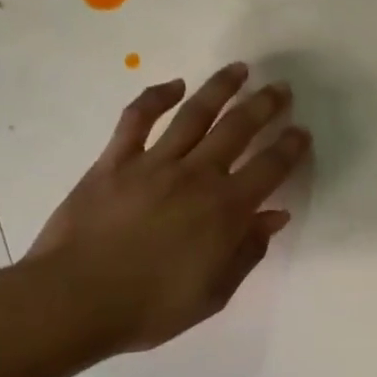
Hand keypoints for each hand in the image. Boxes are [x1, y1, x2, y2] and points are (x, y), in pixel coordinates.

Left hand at [27, 63, 308, 355]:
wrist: (75, 300)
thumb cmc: (151, 307)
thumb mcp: (214, 293)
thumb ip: (247, 251)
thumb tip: (275, 216)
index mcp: (226, 210)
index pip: (270, 168)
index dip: (290, 147)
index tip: (301, 131)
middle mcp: (196, 176)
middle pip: (238, 129)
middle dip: (264, 105)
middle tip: (281, 89)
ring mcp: (153, 163)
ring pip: (195, 114)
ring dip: (221, 88)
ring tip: (240, 70)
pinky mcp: (115, 161)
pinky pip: (137, 119)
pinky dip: (156, 97)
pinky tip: (175, 85)